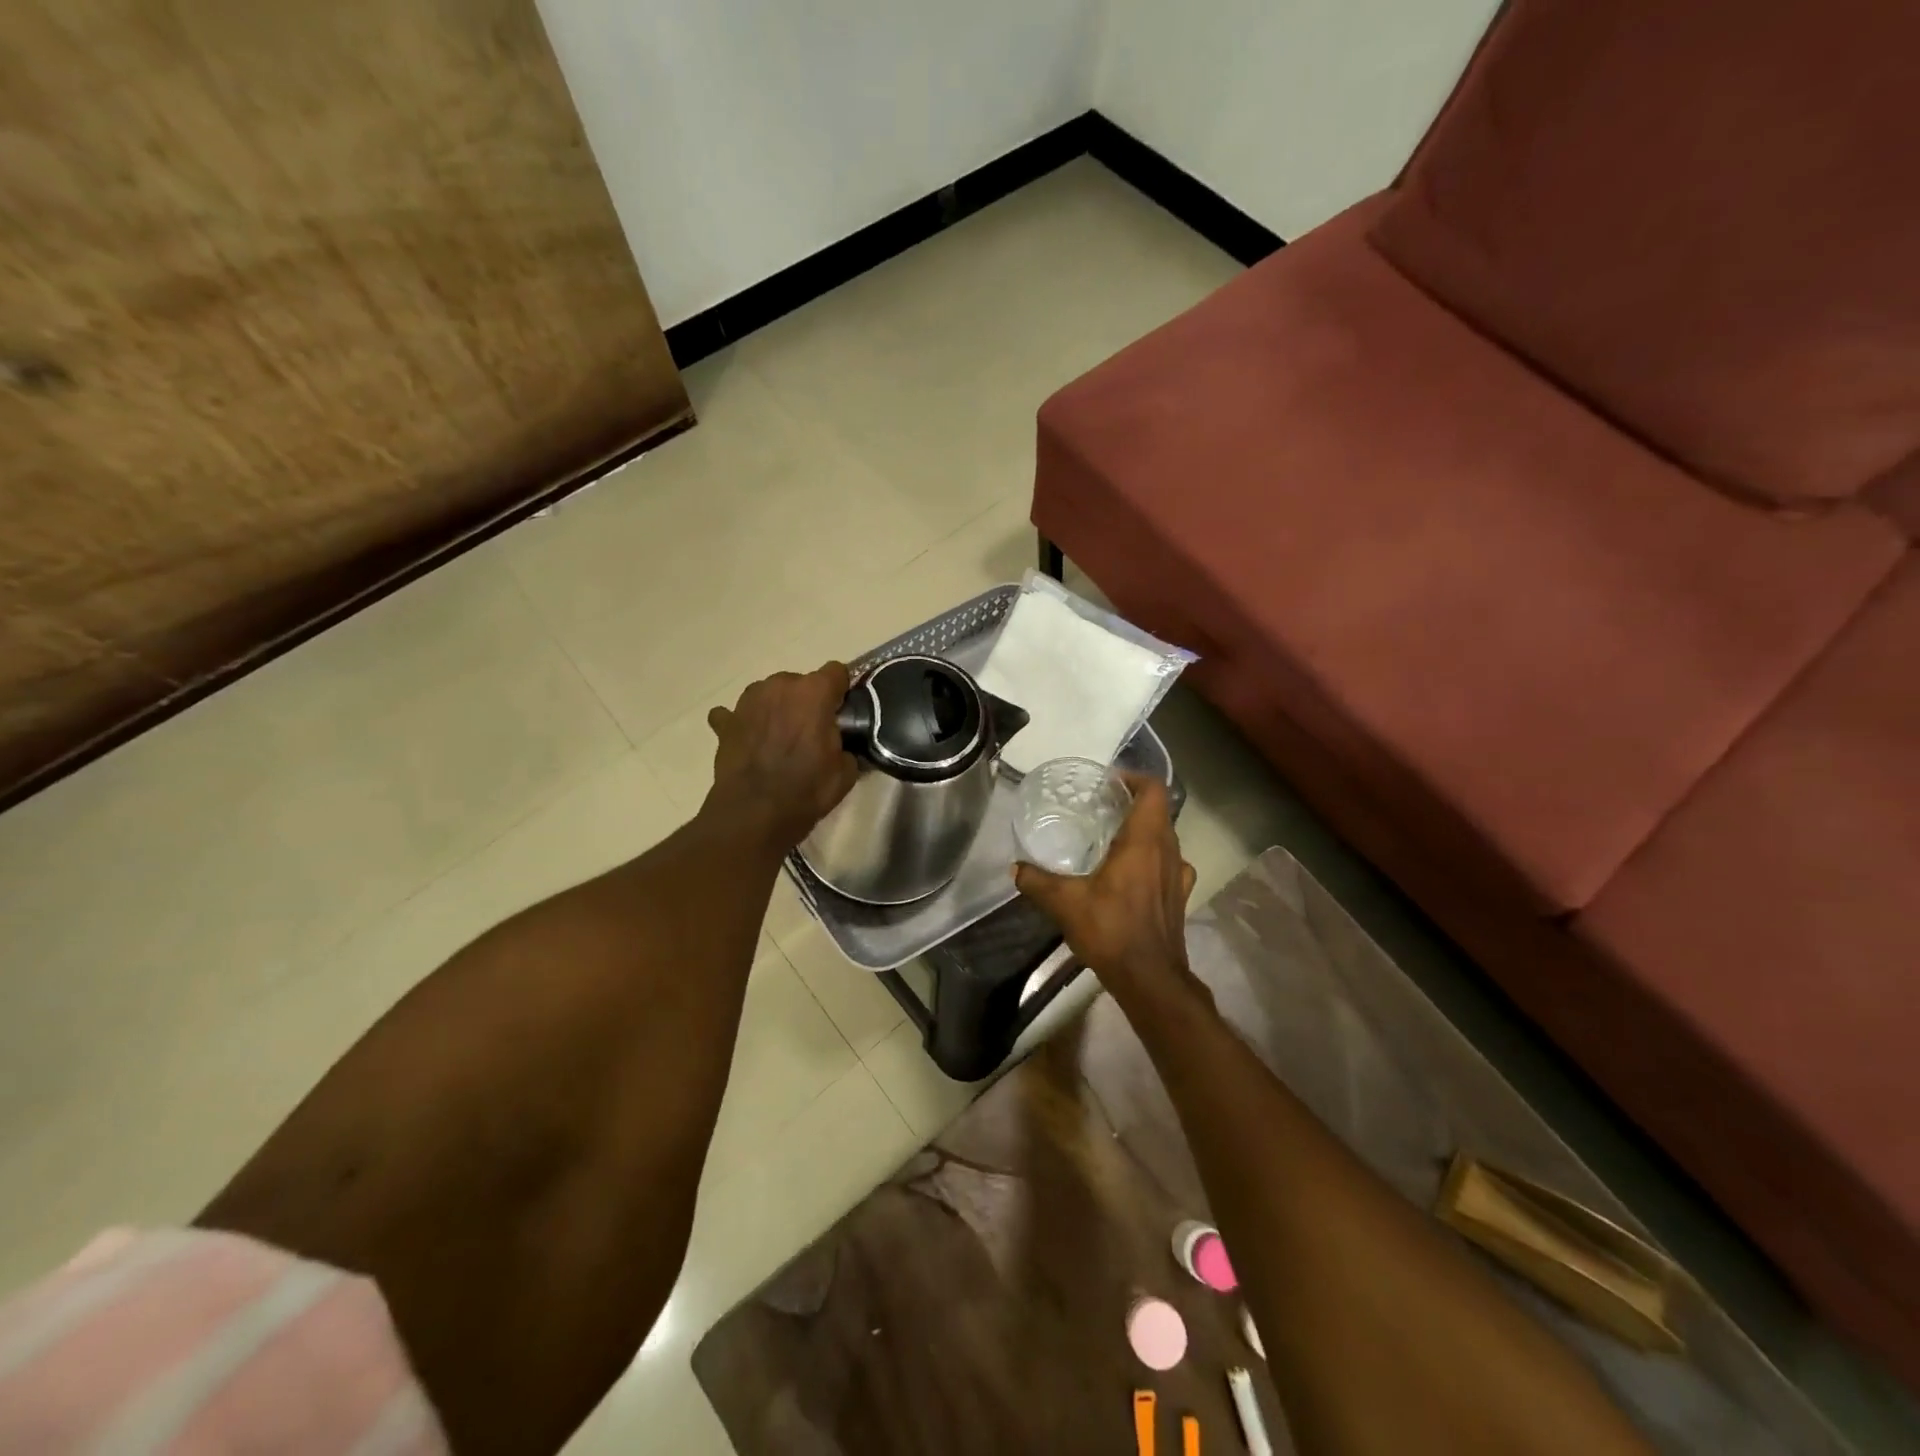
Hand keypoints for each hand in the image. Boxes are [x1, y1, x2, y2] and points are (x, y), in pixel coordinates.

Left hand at [706, 662, 859, 849]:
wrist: (755, 813)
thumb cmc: (806, 789)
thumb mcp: (845, 771)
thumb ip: (846, 746)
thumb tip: (841, 746)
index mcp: (814, 692)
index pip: (837, 672)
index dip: (841, 692)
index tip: (841, 713)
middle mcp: (779, 686)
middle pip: (800, 683)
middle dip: (806, 702)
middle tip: (810, 733)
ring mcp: (747, 701)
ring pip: (768, 694)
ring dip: (776, 709)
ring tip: (778, 739)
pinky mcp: (725, 722)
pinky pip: (734, 714)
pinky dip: (743, 724)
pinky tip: (748, 741)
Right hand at [1013, 772, 1198, 1003]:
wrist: (1150, 978)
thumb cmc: (1111, 930)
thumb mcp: (1065, 903)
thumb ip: (1037, 881)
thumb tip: (1016, 869)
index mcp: (1145, 841)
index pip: (1153, 790)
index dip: (1134, 778)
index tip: (1109, 782)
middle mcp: (1168, 851)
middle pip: (1159, 811)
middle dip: (1133, 803)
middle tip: (1102, 807)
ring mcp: (1179, 875)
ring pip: (1166, 838)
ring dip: (1145, 831)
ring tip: (1114, 838)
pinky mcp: (1180, 896)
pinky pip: (1170, 864)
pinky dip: (1154, 859)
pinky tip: (1133, 874)